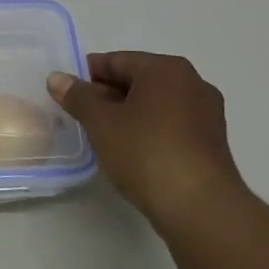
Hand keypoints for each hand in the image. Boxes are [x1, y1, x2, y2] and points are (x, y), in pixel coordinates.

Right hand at [48, 52, 244, 228]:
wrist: (200, 208)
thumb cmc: (146, 152)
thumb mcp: (101, 122)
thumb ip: (77, 96)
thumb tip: (57, 78)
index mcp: (166, 69)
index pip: (117, 61)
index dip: (88, 74)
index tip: (66, 91)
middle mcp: (192, 83)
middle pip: (138, 80)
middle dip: (107, 94)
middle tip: (79, 114)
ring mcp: (206, 114)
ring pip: (155, 104)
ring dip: (127, 113)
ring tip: (101, 134)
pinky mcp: (211, 143)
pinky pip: (170, 125)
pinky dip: (148, 130)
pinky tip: (130, 150)